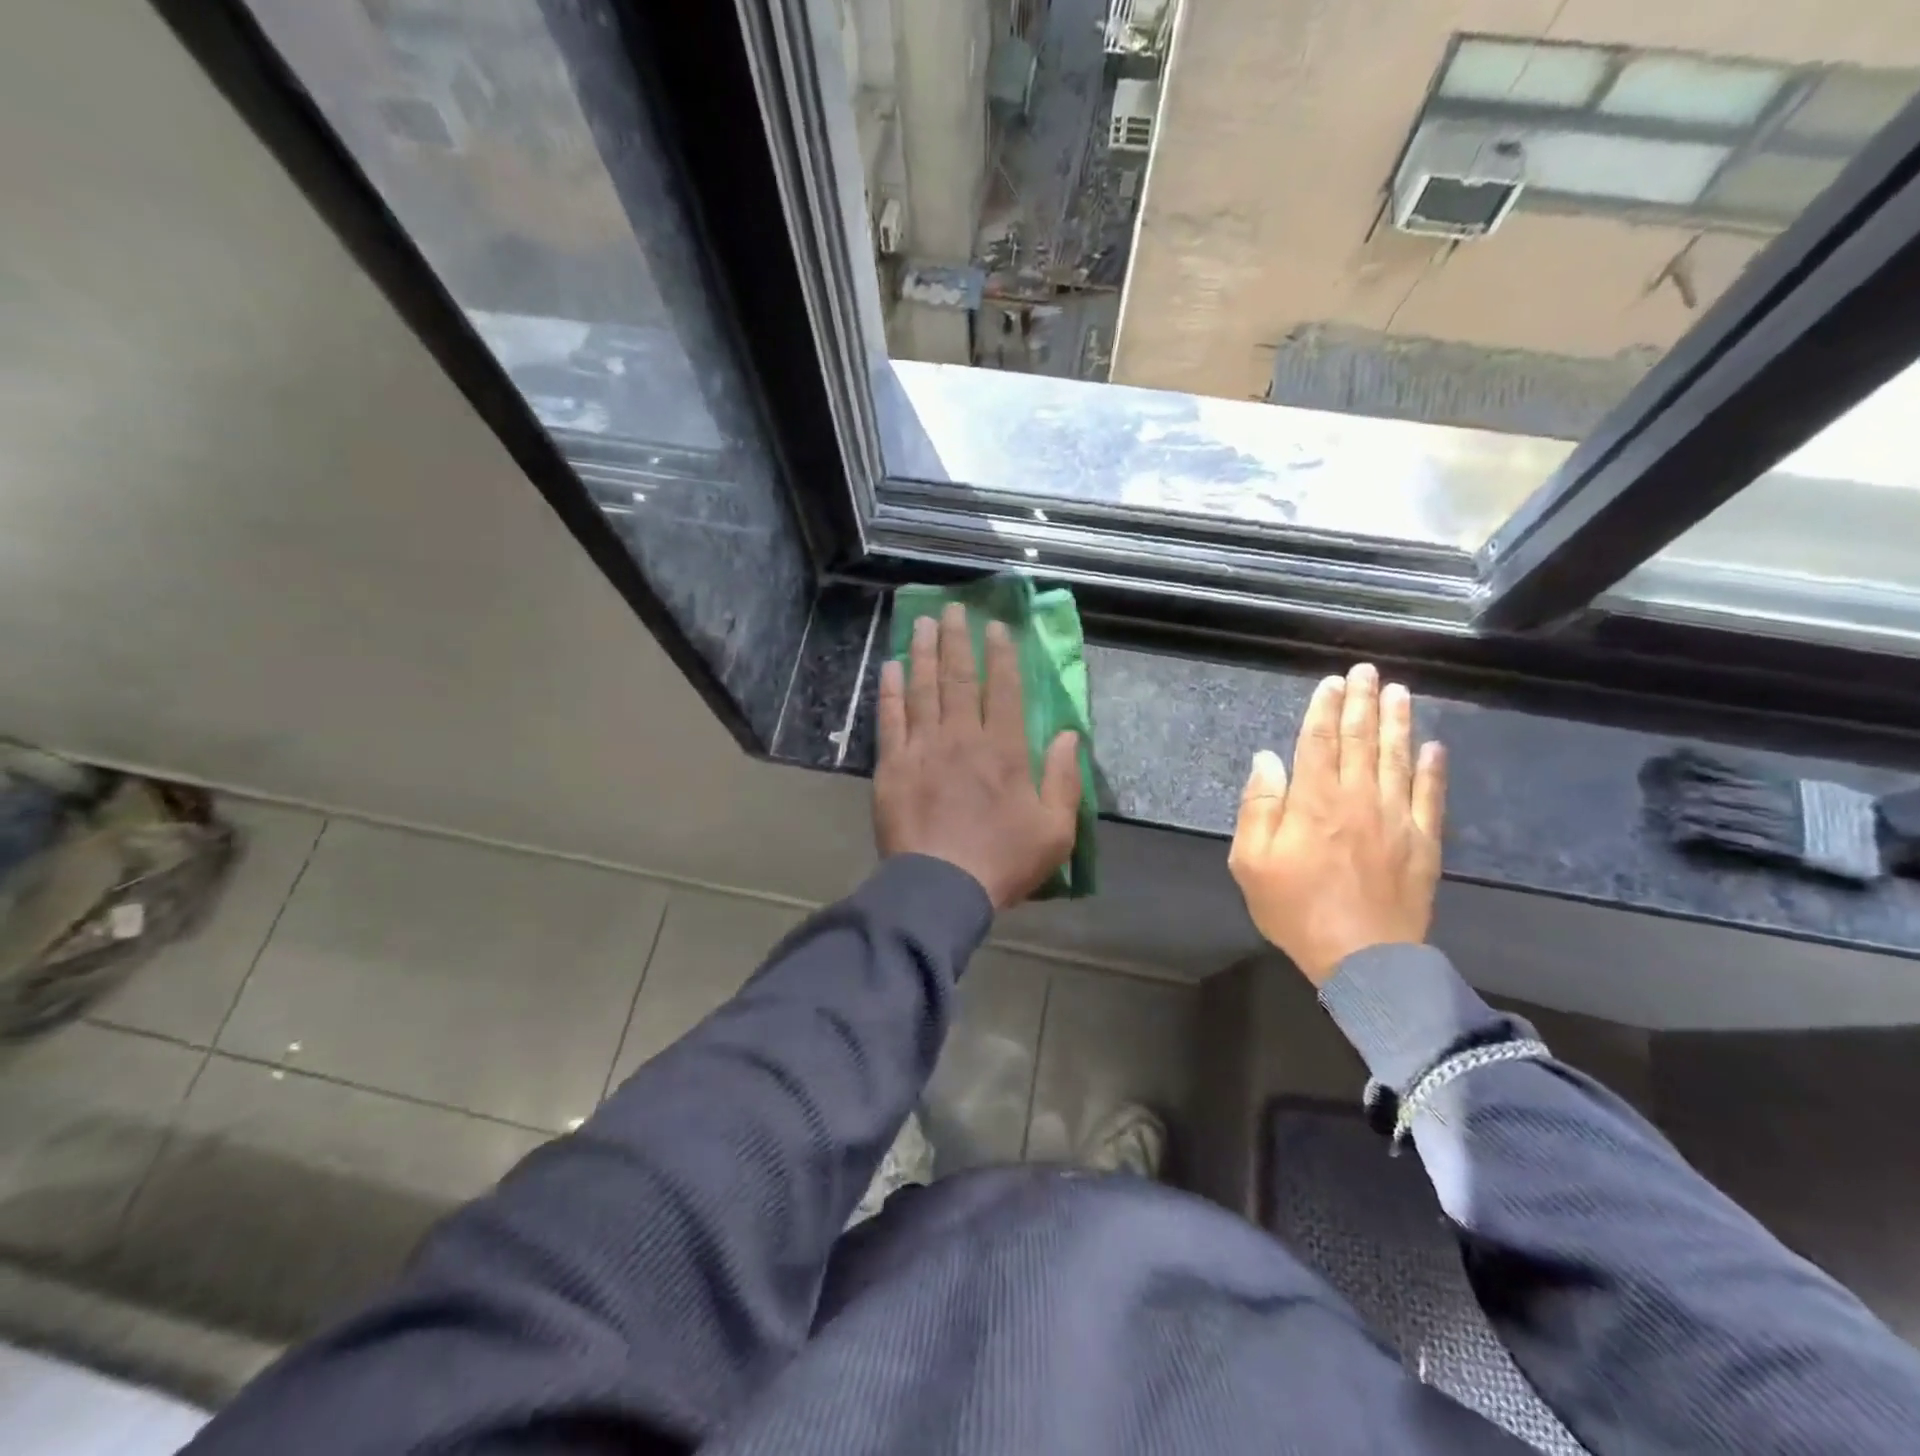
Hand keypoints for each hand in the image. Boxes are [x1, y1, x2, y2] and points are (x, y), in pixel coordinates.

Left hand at [875, 604, 1081, 909]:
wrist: (941, 887)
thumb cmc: (1003, 861)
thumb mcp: (1055, 830)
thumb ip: (1066, 780)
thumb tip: (1072, 735)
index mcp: (1005, 750)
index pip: (1004, 689)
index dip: (1001, 654)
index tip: (996, 627)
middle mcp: (963, 738)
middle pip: (959, 678)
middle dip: (957, 640)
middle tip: (952, 610)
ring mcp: (923, 748)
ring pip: (923, 689)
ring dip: (922, 653)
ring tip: (922, 623)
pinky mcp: (892, 765)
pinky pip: (890, 719)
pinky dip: (890, 690)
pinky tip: (890, 667)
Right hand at [1227, 663, 1445, 985]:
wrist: (1364, 958)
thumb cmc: (1296, 910)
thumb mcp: (1252, 862)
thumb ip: (1258, 807)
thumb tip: (1267, 759)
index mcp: (1314, 800)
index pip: (1319, 741)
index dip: (1324, 709)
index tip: (1332, 682)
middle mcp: (1358, 798)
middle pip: (1362, 740)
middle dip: (1363, 702)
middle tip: (1368, 671)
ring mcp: (1397, 818)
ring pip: (1398, 758)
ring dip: (1398, 722)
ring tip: (1400, 692)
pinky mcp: (1423, 841)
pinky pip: (1431, 795)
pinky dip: (1433, 769)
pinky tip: (1434, 747)